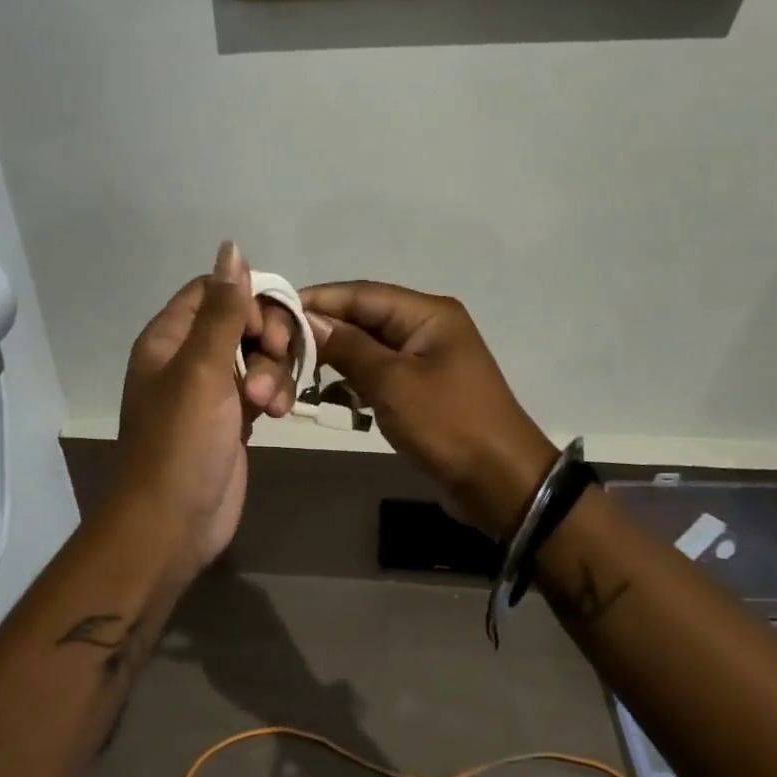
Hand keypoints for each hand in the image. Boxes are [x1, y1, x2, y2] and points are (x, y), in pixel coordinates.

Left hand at [115, 243, 297, 571]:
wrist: (172, 523)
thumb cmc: (181, 442)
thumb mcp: (202, 369)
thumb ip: (222, 310)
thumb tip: (231, 247)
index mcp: (169, 338)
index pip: (213, 291)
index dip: (247, 299)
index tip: (267, 327)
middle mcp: (187, 357)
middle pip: (241, 320)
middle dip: (267, 338)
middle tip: (277, 360)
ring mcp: (211, 390)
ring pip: (256, 355)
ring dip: (273, 371)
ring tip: (269, 404)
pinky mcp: (231, 418)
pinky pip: (260, 387)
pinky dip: (273, 394)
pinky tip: (276, 414)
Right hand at [300, 282, 556, 539]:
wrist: (500, 483)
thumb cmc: (448, 424)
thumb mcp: (392, 382)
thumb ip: (348, 347)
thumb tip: (308, 319)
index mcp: (428, 313)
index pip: (361, 294)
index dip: (318, 301)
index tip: (276, 313)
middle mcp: (427, 327)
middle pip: (363, 318)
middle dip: (323, 331)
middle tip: (279, 348)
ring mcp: (425, 358)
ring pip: (367, 347)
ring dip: (335, 358)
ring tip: (295, 371)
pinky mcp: (421, 387)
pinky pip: (378, 373)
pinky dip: (353, 380)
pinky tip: (327, 395)